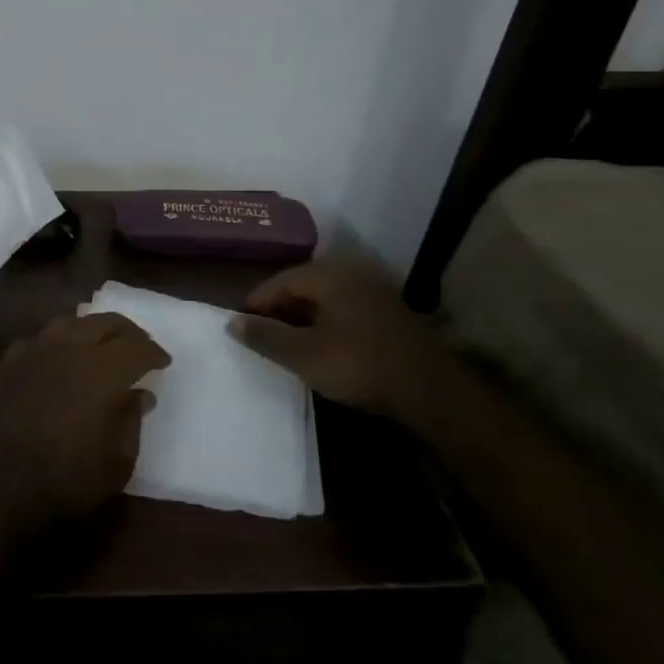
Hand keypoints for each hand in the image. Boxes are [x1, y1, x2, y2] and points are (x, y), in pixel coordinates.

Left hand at [0, 313, 169, 537]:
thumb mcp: (114, 466)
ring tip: (103, 345)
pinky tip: (62, 356)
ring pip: (72, 322)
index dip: (153, 352)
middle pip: (105, 323)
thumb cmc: (61, 482)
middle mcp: (70, 347)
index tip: (163, 362)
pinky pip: (43, 337)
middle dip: (128, 332)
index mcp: (102, 370)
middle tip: (140, 347)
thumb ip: (131, 423)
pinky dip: (61, 340)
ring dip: (94, 329)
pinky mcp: (10, 360)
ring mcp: (35, 349)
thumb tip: (140, 395)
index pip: (136, 347)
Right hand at [226, 258, 431, 414]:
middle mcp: (349, 272)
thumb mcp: (303, 355)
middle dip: (278, 313)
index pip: (277, 282)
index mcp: (326, 274)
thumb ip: (265, 336)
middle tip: (262, 341)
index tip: (240, 331)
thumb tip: (230, 322)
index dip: (254, 306)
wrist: (432, 391)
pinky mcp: (387, 312)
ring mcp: (372, 290)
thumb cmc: (360, 366)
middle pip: (300, 287)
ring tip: (287, 348)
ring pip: (322, 300)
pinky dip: (325, 325)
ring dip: (302, 320)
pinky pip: (343, 310)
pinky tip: (321, 349)